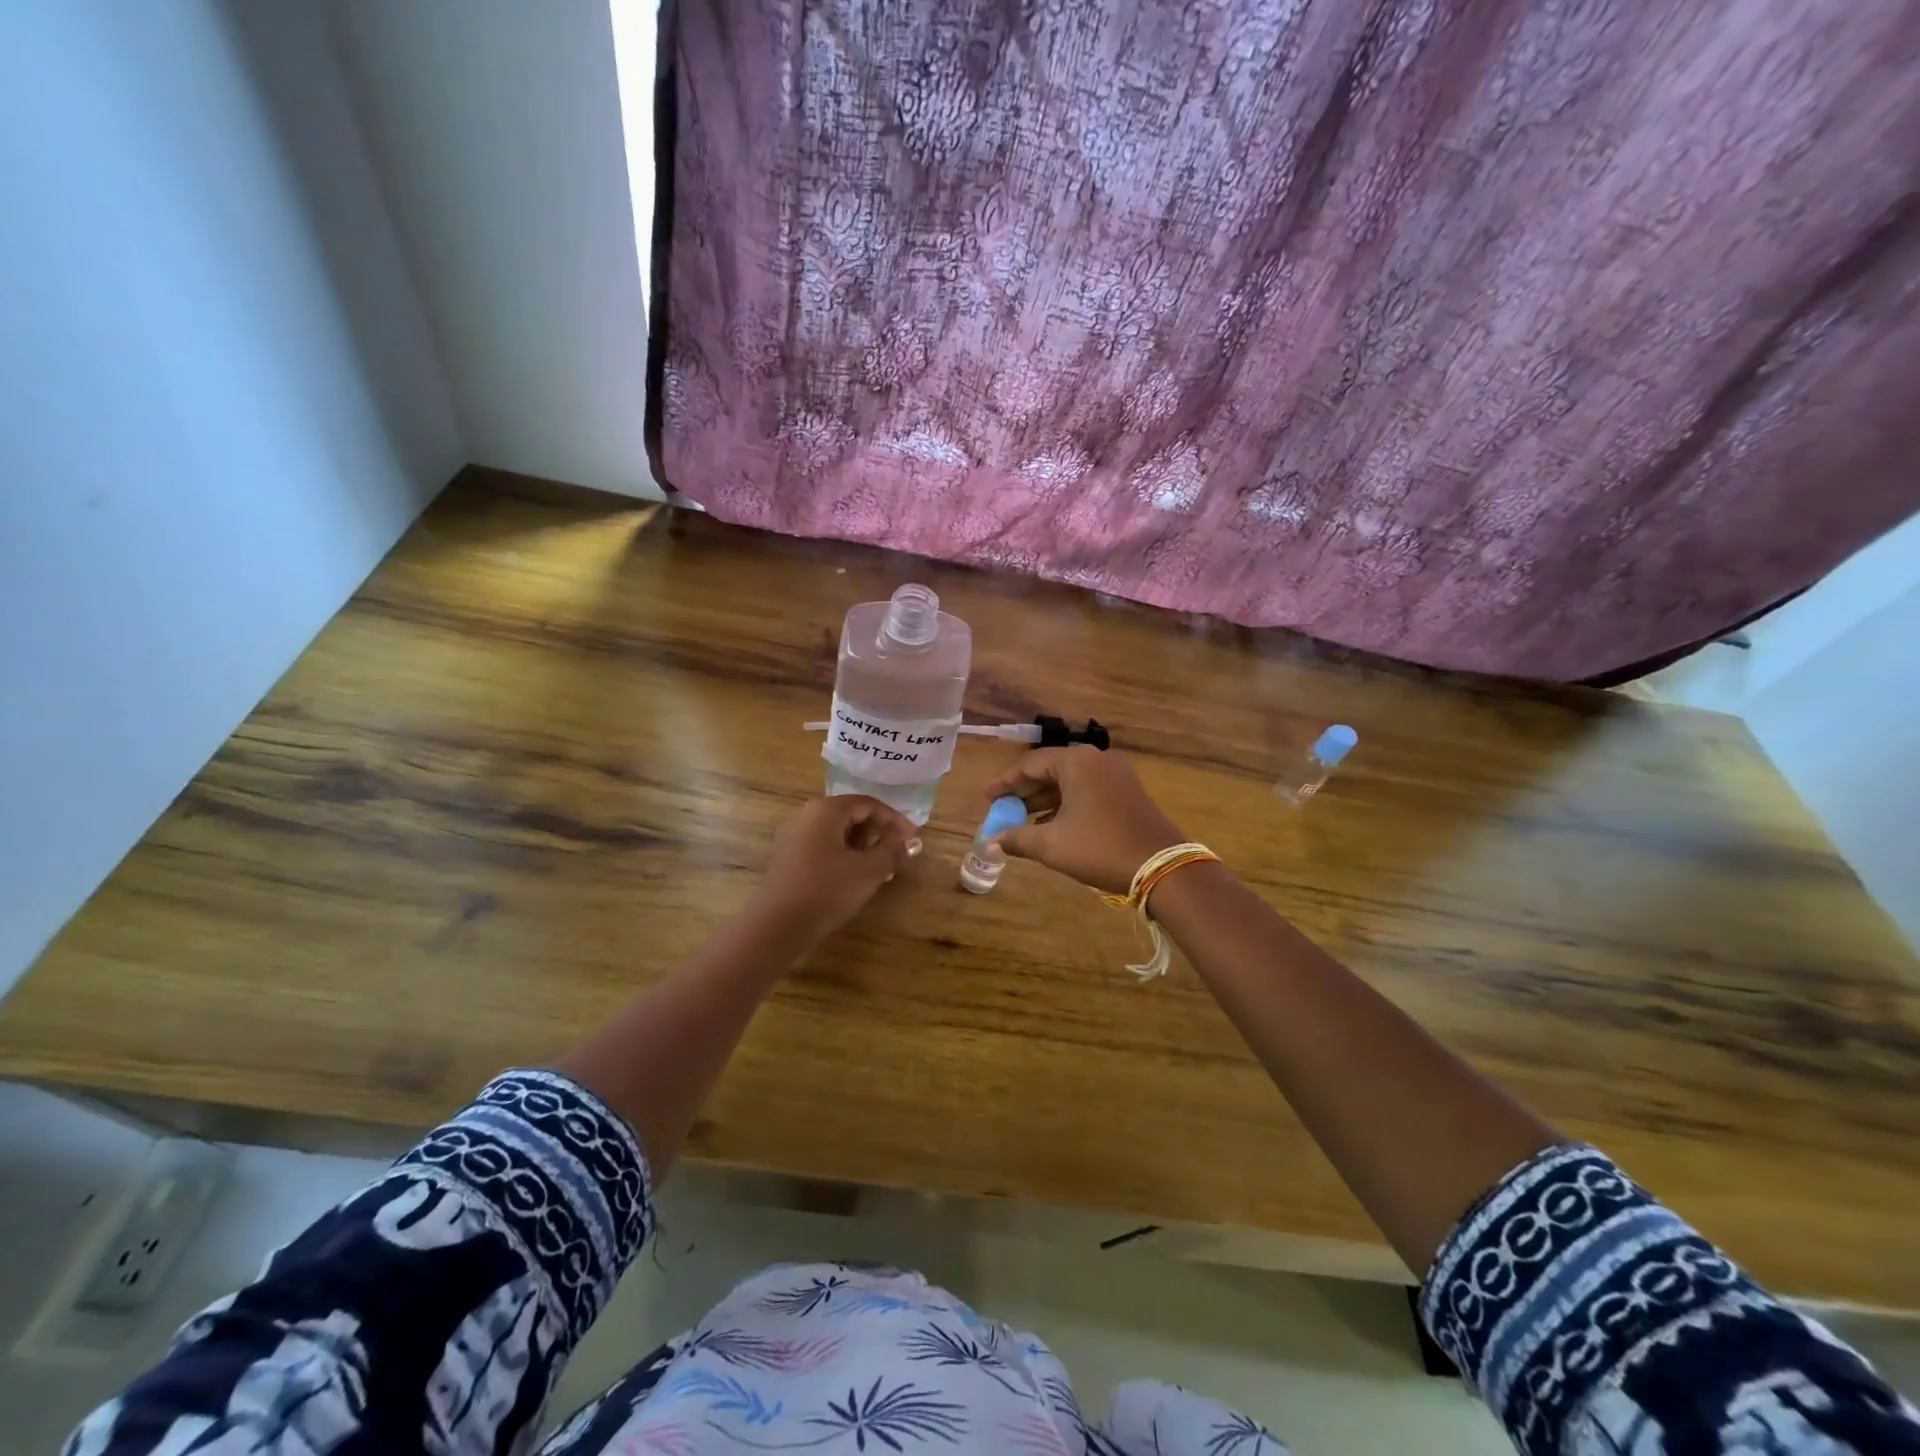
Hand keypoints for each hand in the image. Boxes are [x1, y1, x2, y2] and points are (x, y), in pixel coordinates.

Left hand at [746, 795, 918, 946]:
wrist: (778, 925)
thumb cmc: (827, 890)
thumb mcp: (868, 871)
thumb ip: (892, 851)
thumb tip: (910, 842)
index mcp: (826, 810)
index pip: (868, 804)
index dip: (894, 819)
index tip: (912, 838)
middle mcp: (806, 814)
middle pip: (850, 814)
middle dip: (877, 831)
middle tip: (897, 852)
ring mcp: (793, 835)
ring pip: (836, 830)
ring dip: (862, 844)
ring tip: (880, 866)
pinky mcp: (787, 856)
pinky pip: (822, 844)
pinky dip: (843, 853)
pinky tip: (855, 874)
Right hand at [981, 748, 1186, 894]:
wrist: (1163, 867)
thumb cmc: (1100, 848)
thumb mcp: (1052, 845)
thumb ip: (1017, 839)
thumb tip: (989, 843)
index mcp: (1077, 762)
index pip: (1030, 764)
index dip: (1005, 783)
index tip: (987, 799)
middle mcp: (1097, 760)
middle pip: (1050, 770)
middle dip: (1024, 793)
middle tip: (1002, 811)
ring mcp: (1116, 775)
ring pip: (1070, 782)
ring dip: (1044, 801)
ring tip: (1022, 823)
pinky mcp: (1127, 792)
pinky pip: (1087, 791)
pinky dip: (1066, 805)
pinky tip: (1051, 826)